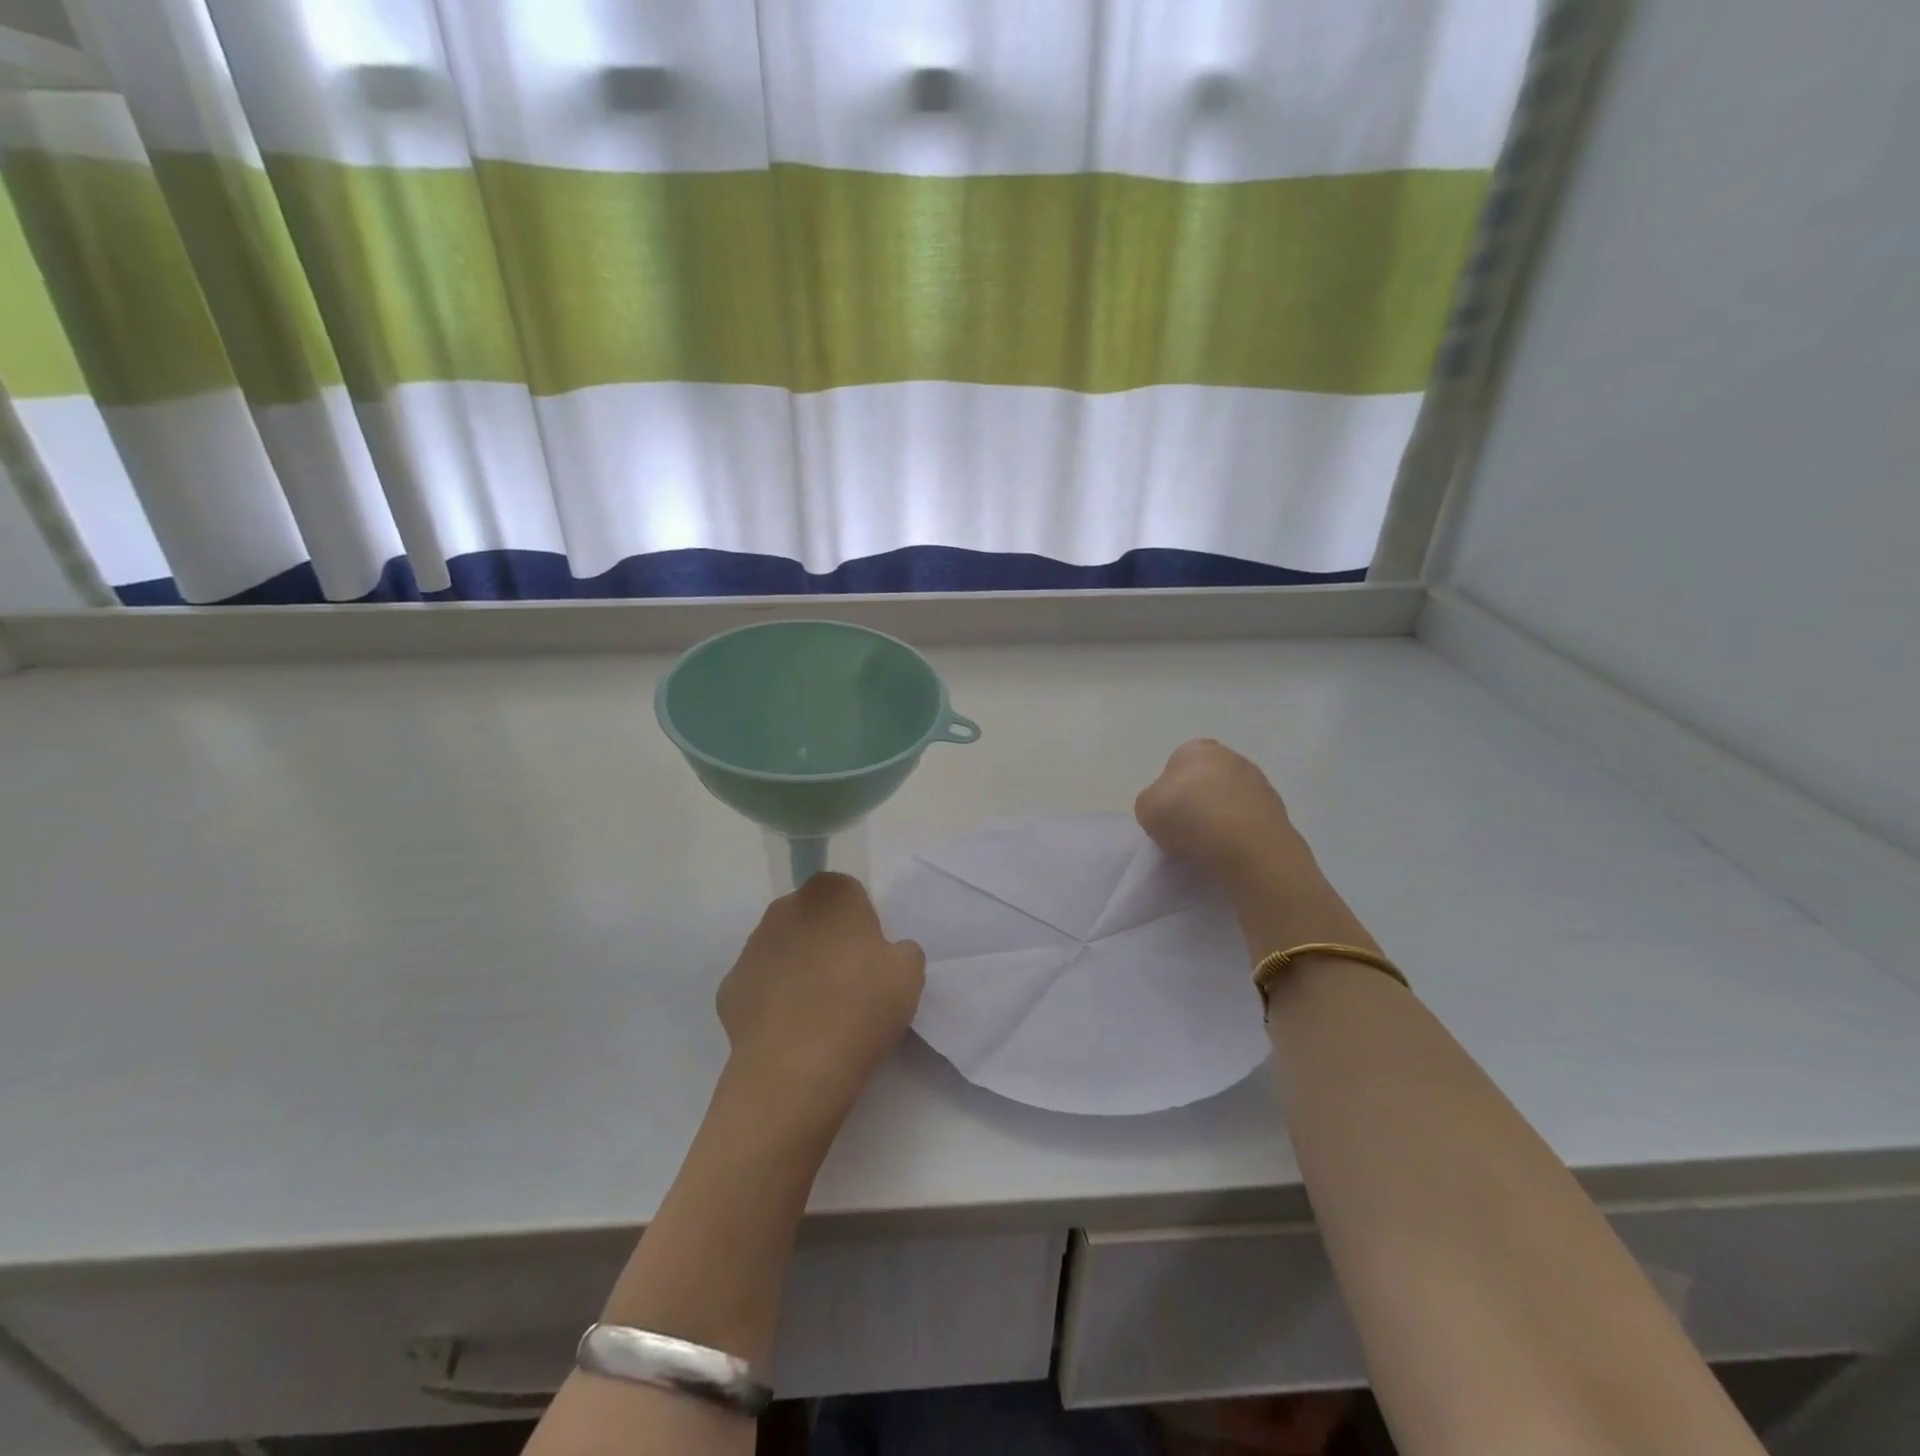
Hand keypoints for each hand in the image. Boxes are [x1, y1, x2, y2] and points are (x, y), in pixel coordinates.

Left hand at [717, 874, 924, 1121]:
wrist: (797, 1067)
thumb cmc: (861, 1006)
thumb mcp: (910, 974)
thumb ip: (901, 950)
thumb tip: (886, 953)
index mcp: (831, 895)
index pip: (844, 890)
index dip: (858, 919)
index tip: (869, 953)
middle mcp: (785, 909)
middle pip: (809, 915)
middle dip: (823, 938)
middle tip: (846, 980)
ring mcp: (751, 948)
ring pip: (780, 948)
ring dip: (795, 966)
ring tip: (816, 1011)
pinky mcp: (729, 987)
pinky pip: (758, 985)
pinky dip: (771, 1000)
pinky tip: (788, 1030)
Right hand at [1135, 739, 1308, 887]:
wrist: (1249, 848)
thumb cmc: (1191, 819)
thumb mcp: (1146, 808)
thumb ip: (1152, 800)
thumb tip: (1169, 806)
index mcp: (1195, 749)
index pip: (1174, 766)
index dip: (1168, 793)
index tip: (1167, 817)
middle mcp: (1230, 756)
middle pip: (1203, 780)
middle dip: (1196, 800)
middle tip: (1186, 830)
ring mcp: (1258, 781)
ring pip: (1228, 798)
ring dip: (1219, 815)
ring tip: (1209, 845)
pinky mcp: (1277, 808)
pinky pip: (1247, 818)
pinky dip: (1239, 831)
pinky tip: (1231, 850)